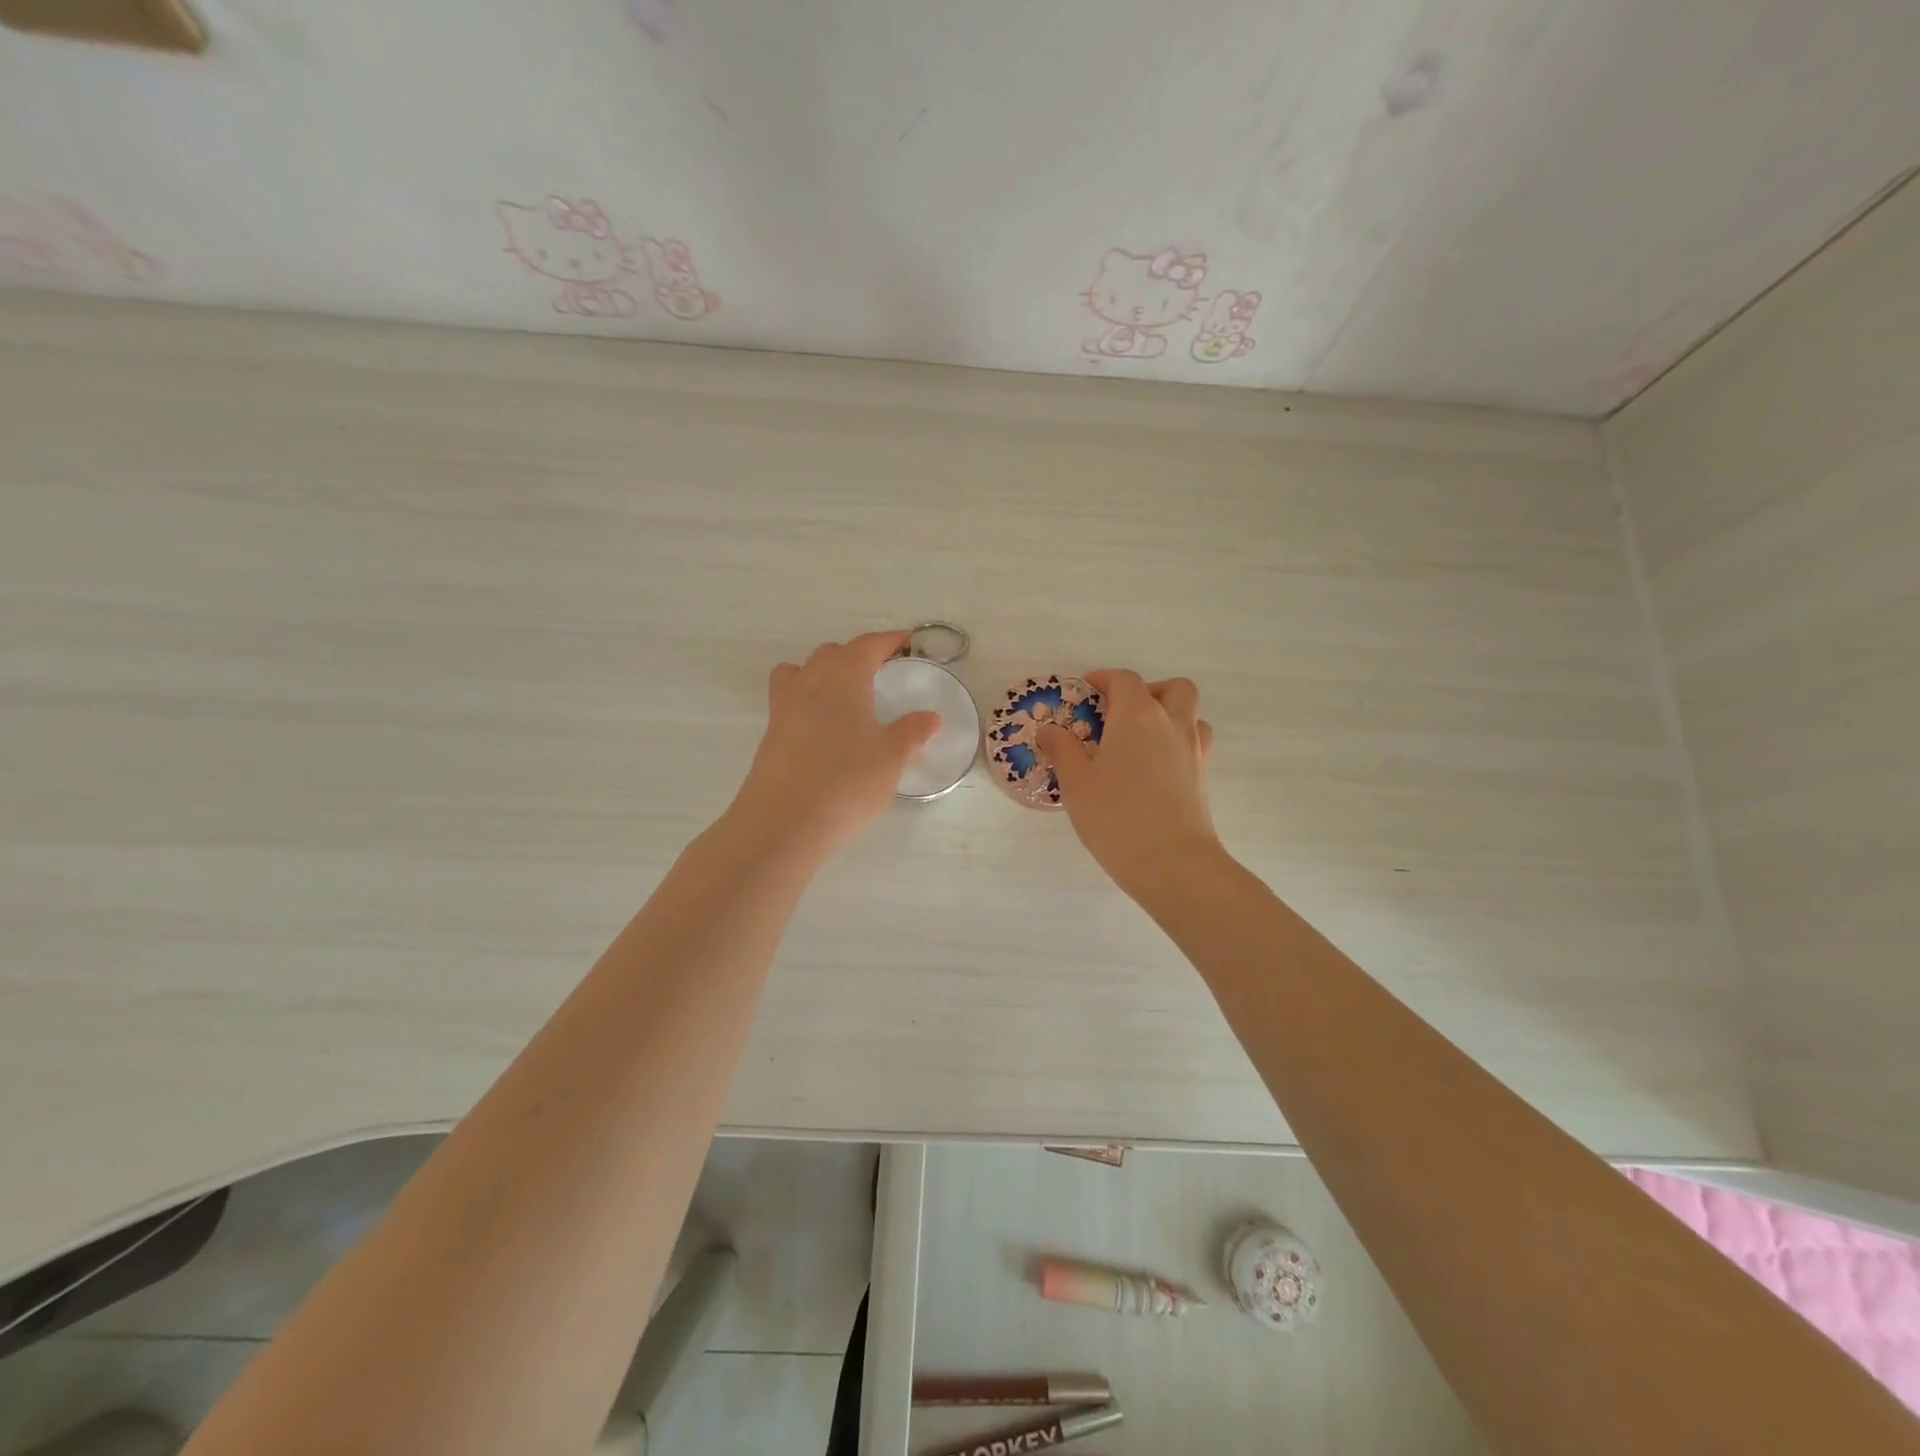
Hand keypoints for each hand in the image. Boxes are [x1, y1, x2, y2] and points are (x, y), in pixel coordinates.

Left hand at [730, 631, 939, 862]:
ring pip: (802, 672)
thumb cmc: (847, 780)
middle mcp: (810, 681)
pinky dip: (807, 701)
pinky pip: (790, 701)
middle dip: (856, 656)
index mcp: (844, 676)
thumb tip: (930, 717)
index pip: (867, 645)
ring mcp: (784, 706)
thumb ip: (911, 732)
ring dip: (823, 673)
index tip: (905, 643)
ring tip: (844, 695)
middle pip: (832, 654)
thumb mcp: (891, 757)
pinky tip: (823, 729)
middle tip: (880, 673)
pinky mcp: (770, 734)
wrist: (784, 821)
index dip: (888, 641)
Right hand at [1037, 670, 1221, 899]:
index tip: (1087, 689)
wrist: (1171, 862)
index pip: (1124, 680)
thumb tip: (1049, 730)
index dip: (1104, 679)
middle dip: (1148, 691)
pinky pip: (1193, 745)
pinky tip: (1152, 769)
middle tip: (1121, 713)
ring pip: (1191, 715)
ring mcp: (1193, 751)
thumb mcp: (1076, 782)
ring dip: (1169, 715)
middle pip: (1173, 689)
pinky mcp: (1202, 778)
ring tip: (1140, 740)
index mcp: (1137, 716)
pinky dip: (1176, 744)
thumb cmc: (1115, 815)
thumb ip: (1062, 750)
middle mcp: (1171, 724)